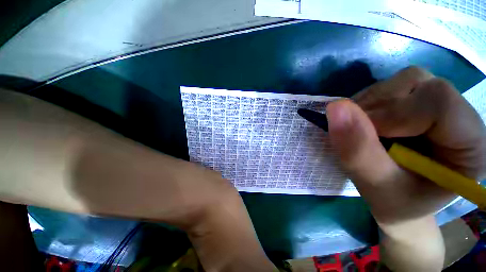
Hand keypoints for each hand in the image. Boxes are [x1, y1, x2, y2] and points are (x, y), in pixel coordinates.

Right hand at [326, 67, 485, 270]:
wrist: (408, 202)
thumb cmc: (400, 205)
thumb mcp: (377, 189)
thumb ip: (354, 149)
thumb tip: (331, 108)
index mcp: (470, 143)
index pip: (436, 100)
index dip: (390, 113)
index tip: (361, 134)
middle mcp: (462, 113)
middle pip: (415, 85)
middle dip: (374, 109)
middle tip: (355, 135)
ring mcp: (442, 103)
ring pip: (400, 82)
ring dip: (369, 105)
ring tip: (359, 130)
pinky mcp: (422, 101)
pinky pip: (392, 87)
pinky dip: (370, 103)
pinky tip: (365, 122)